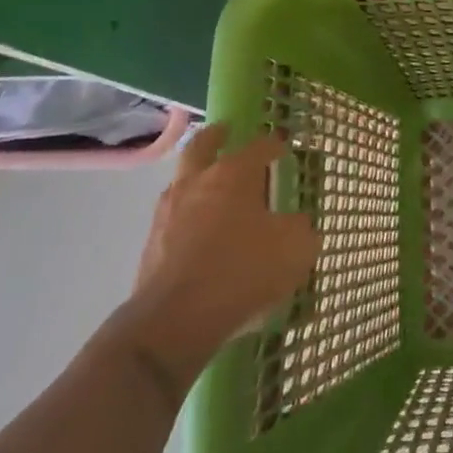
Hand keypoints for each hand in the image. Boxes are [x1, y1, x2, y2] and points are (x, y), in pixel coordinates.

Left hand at [114, 123, 317, 390]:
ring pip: (184, 182)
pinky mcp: (152, 246)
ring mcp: (168, 214)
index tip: (283, 147)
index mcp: (233, 175)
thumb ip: (300, 229)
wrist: (175, 321)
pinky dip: (190, 217)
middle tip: (226, 131)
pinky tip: (205, 234)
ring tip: (216, 190)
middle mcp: (197, 184)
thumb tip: (295, 223)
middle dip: (216, 137)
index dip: (274, 145)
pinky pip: (176, 219)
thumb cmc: (243, 271)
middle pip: (202, 146)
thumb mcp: (295, 248)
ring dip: (199, 178)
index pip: (259, 146)